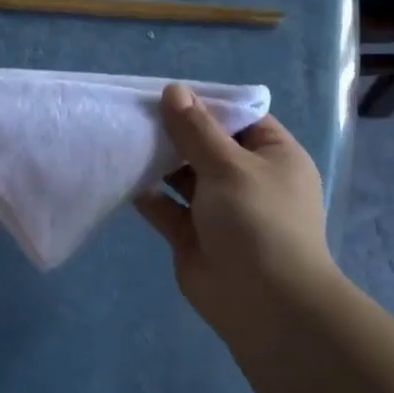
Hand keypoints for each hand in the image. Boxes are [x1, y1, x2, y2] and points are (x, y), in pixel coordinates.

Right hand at [134, 84, 332, 334]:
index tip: (168, 92)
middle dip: (174, 131)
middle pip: (207, 145)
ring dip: (157, 160)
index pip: (239, 119)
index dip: (206, 104)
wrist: (263, 302)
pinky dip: (146, 193)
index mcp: (273, 156)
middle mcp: (247, 179)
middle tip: (135, 111)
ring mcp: (218, 209)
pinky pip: (166, 206)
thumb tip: (174, 90)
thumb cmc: (257, 221)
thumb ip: (196, 129)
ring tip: (123, 136)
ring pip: (183, 175)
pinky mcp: (192, 235)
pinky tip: (120, 173)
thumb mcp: (229, 165)